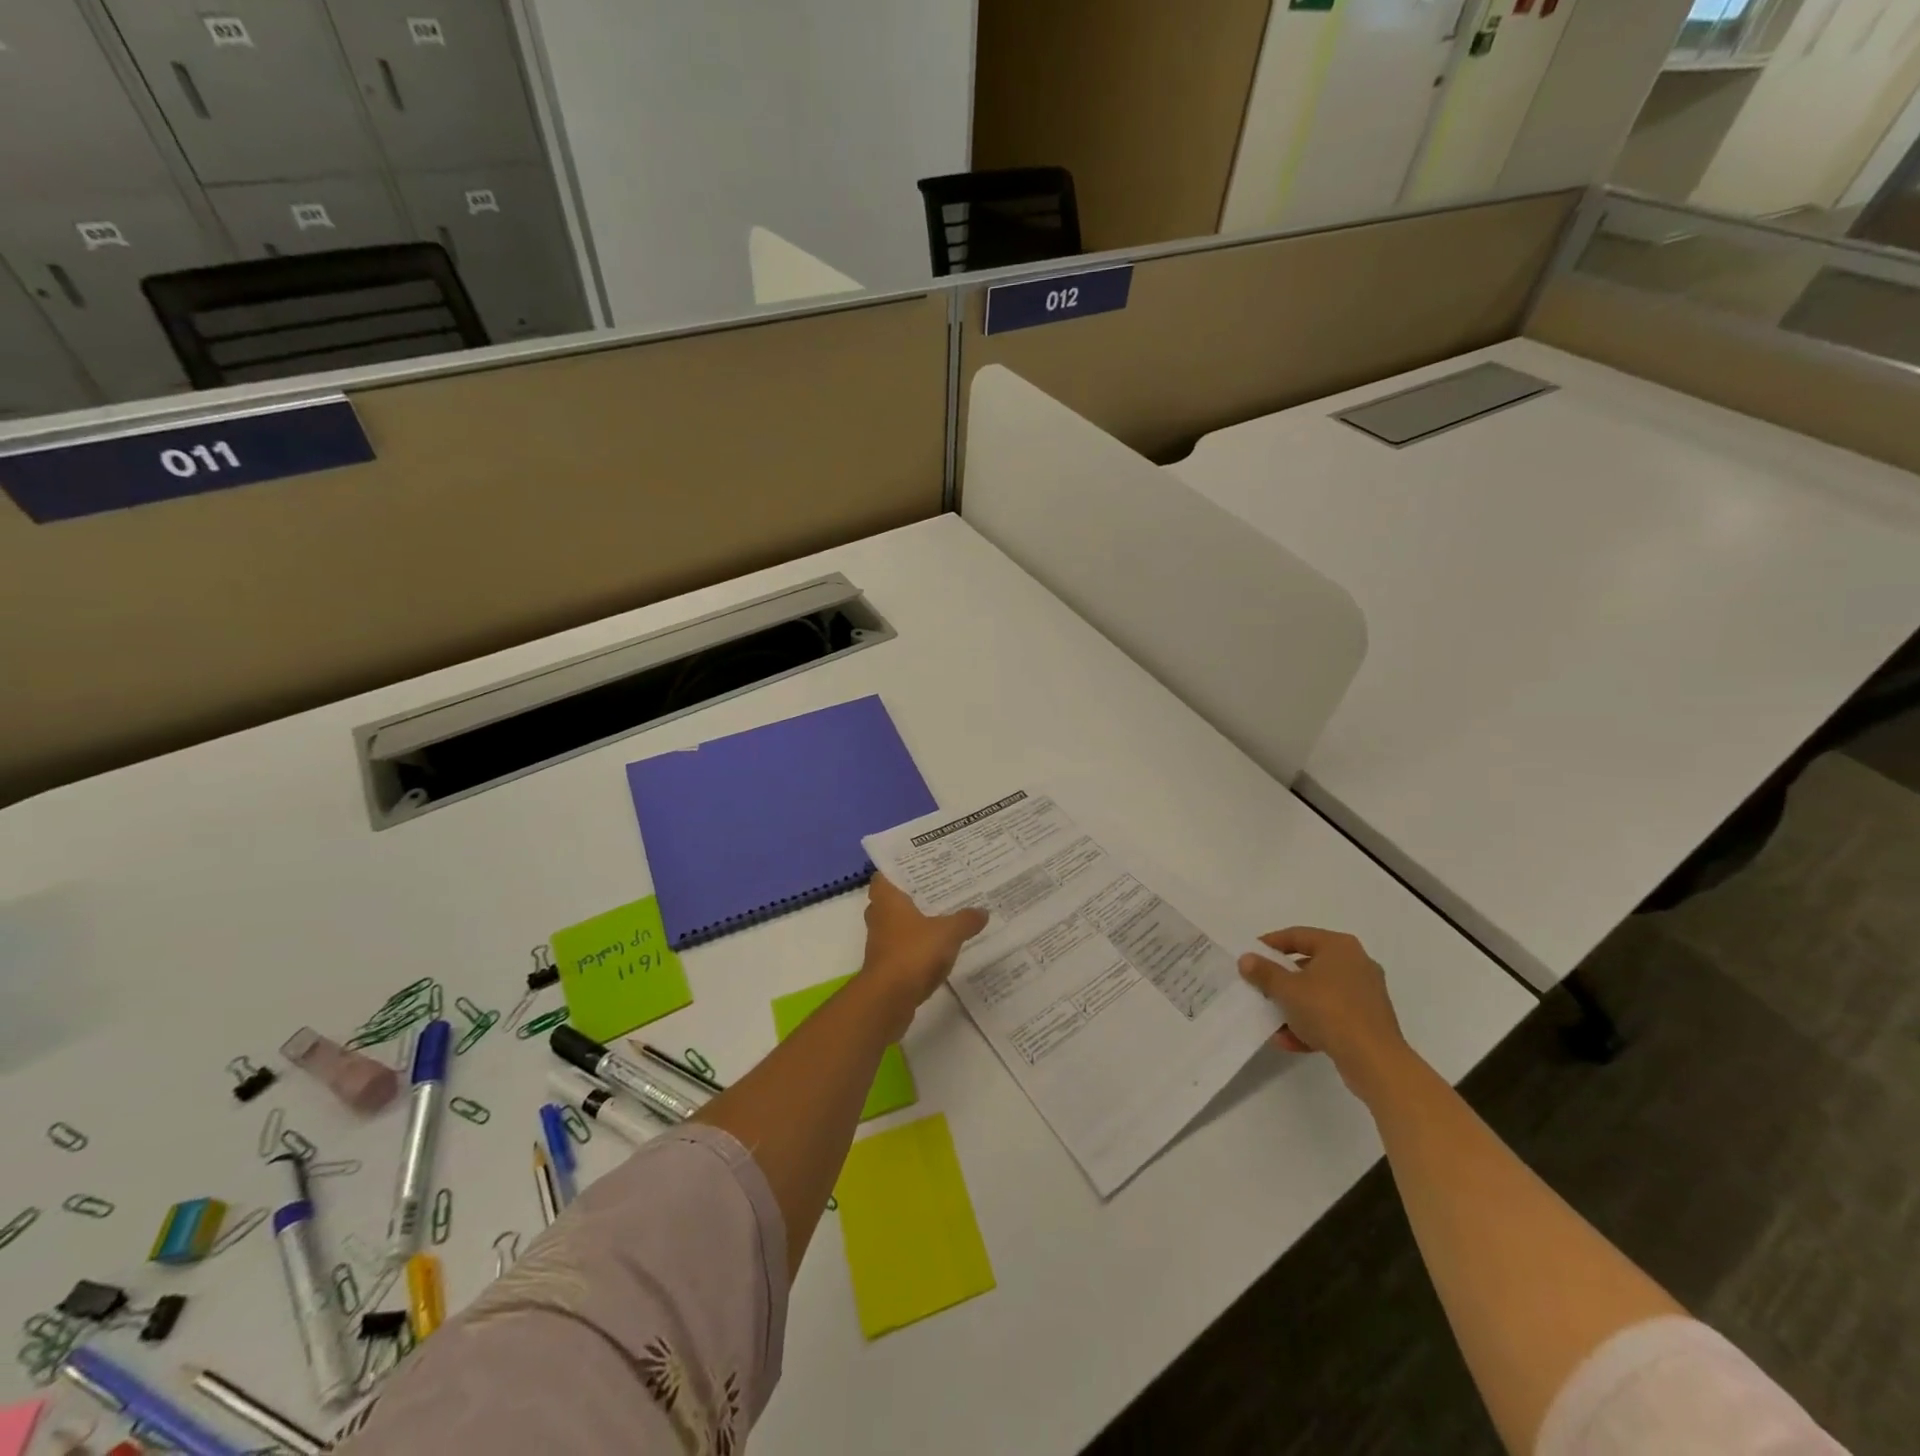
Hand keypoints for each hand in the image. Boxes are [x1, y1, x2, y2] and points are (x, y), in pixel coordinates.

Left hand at [857, 874, 987, 1030]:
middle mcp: (879, 919)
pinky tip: (937, 950)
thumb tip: (983, 911)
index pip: (883, 878)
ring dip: (912, 925)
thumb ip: (965, 920)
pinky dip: (915, 948)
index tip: (915, 868)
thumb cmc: (913, 953)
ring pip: (895, 927)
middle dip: (908, 898)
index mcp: (888, 902)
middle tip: (934, 891)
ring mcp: (880, 945)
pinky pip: (901, 950)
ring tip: (940, 918)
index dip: (895, 872)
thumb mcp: (948, 933)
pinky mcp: (886, 968)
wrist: (888, 999)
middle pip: (889, 903)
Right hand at [1238, 927, 1409, 1097]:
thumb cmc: (1328, 1011)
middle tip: (1260, 988)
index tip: (1250, 956)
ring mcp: (1366, 994)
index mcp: (1339, 947)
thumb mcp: (1287, 989)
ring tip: (1272, 1021)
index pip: (1297, 936)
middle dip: (1282, 980)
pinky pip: (1333, 1015)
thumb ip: (1264, 972)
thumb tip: (1246, 959)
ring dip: (1294, 1007)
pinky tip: (1289, 1041)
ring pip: (1319, 994)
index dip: (1270, 944)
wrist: (1374, 1060)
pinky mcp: (1369, 1021)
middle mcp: (1357, 964)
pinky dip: (1312, 1024)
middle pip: (1309, 966)